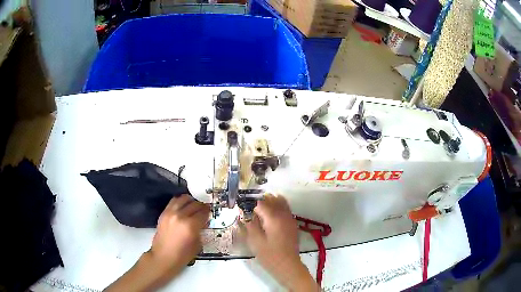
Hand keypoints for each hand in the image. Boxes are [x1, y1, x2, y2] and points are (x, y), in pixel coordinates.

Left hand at [150, 194, 209, 270]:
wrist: (163, 257)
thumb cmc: (182, 255)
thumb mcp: (197, 244)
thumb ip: (201, 231)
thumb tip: (204, 222)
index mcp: (191, 226)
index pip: (203, 213)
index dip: (208, 212)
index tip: (210, 212)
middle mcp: (180, 216)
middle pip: (195, 204)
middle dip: (201, 206)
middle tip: (204, 210)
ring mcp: (170, 213)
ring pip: (183, 199)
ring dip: (191, 201)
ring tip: (194, 205)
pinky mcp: (164, 213)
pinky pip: (173, 201)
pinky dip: (180, 201)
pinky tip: (183, 206)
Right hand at [240, 194, 318, 290]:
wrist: (288, 265)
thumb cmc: (269, 255)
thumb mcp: (255, 241)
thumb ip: (249, 225)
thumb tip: (243, 213)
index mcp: (273, 218)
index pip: (261, 203)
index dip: (250, 204)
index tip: (243, 209)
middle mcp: (284, 215)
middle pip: (273, 199)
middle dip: (261, 201)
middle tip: (250, 208)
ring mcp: (290, 219)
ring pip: (281, 202)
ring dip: (270, 202)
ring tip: (260, 210)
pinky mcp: (292, 224)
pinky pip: (286, 209)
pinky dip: (278, 207)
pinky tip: (270, 216)